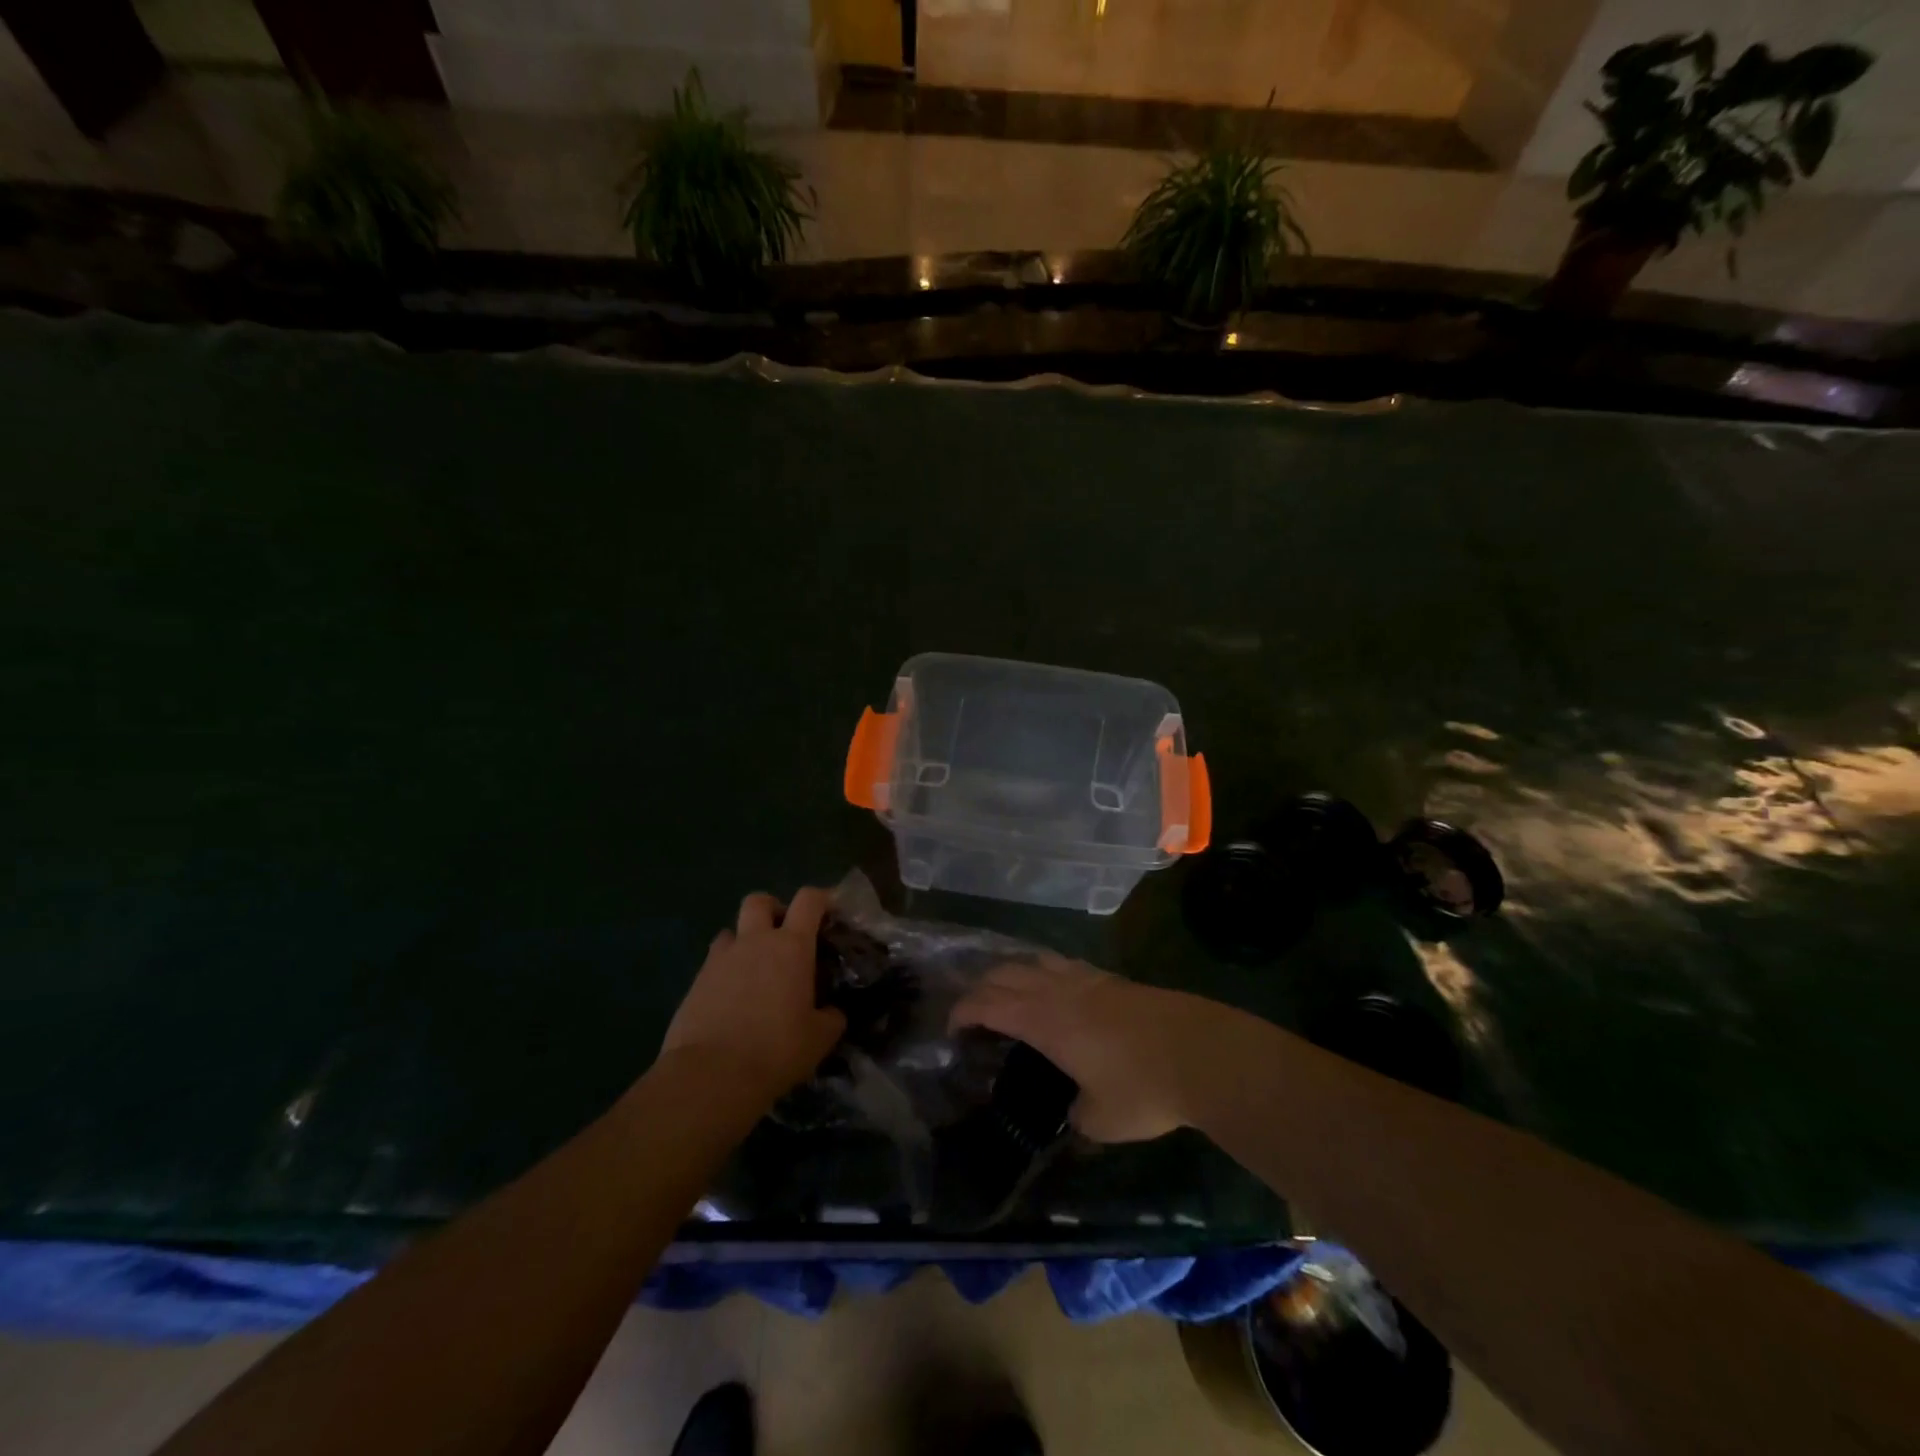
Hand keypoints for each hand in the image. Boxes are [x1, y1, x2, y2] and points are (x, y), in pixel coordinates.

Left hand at [660, 888, 846, 1104]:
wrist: (711, 1075)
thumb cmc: (776, 1049)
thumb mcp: (820, 1038)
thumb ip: (831, 1017)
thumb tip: (832, 1012)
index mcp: (792, 946)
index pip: (809, 900)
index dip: (821, 899)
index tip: (829, 911)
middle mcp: (755, 941)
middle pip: (759, 901)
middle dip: (772, 909)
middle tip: (783, 935)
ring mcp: (721, 959)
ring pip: (731, 930)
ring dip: (744, 941)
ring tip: (754, 970)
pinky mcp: (695, 982)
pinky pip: (713, 963)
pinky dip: (725, 971)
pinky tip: (732, 999)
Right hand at [948, 954, 1225, 1142]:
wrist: (1202, 1053)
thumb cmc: (1143, 1088)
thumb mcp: (1101, 1120)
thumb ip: (1077, 1114)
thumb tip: (1074, 1109)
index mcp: (1044, 1021)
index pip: (988, 1004)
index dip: (963, 1012)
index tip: (951, 1029)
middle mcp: (1058, 991)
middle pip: (1005, 973)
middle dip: (980, 988)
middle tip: (972, 1013)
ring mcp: (1087, 979)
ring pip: (1035, 961)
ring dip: (1012, 974)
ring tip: (1008, 995)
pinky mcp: (1112, 979)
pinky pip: (1064, 965)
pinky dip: (1045, 972)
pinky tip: (1056, 989)